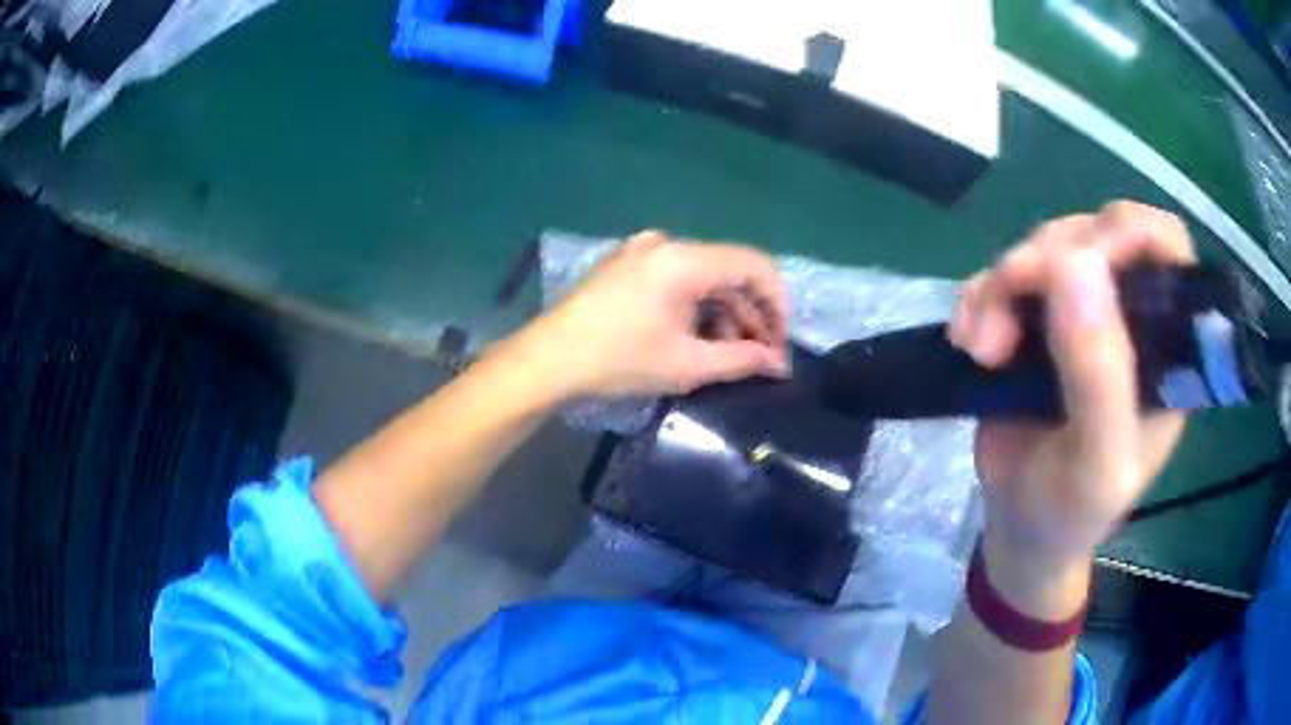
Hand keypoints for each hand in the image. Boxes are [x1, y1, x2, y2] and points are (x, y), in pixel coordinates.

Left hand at [521, 231, 790, 398]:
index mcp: (684, 259)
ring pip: (705, 276)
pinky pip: (678, 277)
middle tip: (760, 357)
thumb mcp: (686, 365)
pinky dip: (696, 305)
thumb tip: (779, 364)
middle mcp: (666, 243)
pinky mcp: (628, 264)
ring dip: (724, 312)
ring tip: (728, 355)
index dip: (778, 304)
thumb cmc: (618, 361)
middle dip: (751, 314)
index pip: (755, 265)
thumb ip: (742, 359)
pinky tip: (696, 337)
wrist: (547, 361)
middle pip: (729, 270)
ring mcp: (643, 250)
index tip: (781, 343)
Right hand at [949, 202, 1190, 613]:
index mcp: (1165, 344)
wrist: (1018, 527)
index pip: (1165, 248)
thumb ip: (1099, 377)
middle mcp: (1129, 314)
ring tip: (980, 347)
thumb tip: (1077, 264)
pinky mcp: (1037, 316)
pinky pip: (1005, 273)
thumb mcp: (1096, 465)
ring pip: (1044, 249)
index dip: (1126, 232)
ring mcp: (1082, 310)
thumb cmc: (1071, 511)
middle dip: (1045, 262)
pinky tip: (967, 339)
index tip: (1077, 261)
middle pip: (1095, 234)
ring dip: (1002, 285)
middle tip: (1007, 308)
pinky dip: (979, 295)